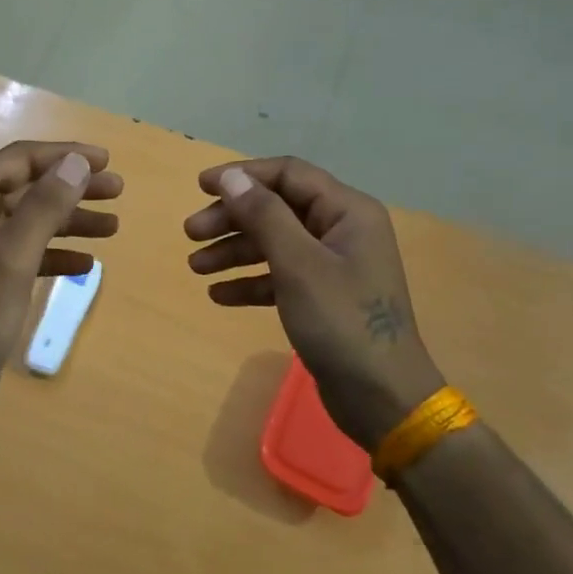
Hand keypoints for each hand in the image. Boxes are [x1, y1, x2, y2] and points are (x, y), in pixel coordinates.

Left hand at [0, 140, 122, 424]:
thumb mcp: (12, 256)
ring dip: (71, 220)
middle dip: (72, 187)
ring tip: (113, 226)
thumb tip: (76, 162)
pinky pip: (30, 254)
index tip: (105, 161)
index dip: (63, 155)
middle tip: (117, 190)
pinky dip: (58, 254)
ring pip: (33, 221)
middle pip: (29, 188)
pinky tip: (87, 263)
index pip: (19, 161)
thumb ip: (44, 206)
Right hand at [185, 157, 445, 450]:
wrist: (382, 398)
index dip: (243, 175)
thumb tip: (233, 177)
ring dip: (234, 251)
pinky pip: (280, 277)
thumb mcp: (298, 265)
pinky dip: (250, 282)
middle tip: (190, 233)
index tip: (200, 187)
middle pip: (277, 209)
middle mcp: (342, 231)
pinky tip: (218, 295)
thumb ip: (264, 215)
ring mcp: (333, 266)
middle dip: (232, 218)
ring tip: (195, 266)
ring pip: (275, 243)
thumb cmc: (342, 322)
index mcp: (347, 212)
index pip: (289, 175)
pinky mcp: (323, 298)